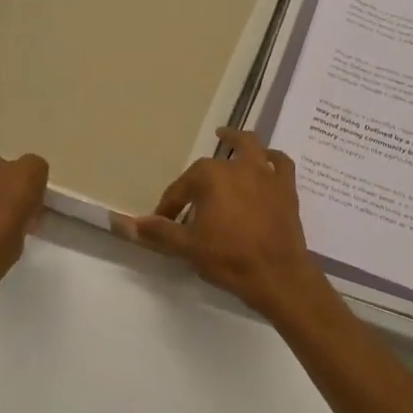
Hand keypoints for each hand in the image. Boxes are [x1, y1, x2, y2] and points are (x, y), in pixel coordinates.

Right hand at [127, 129, 327, 319]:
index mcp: (210, 177)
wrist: (278, 275)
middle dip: (196, 182)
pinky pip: (280, 163)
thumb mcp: (187, 247)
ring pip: (249, 147)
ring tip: (225, 137)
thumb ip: (158, 231)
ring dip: (235, 141)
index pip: (181, 189)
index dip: (169, 206)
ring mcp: (265, 174)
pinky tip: (265, 158)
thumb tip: (126, 223)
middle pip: (211, 167)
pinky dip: (271, 157)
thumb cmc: (229, 258)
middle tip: (189, 200)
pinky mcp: (286, 187)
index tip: (163, 222)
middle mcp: (237, 167)